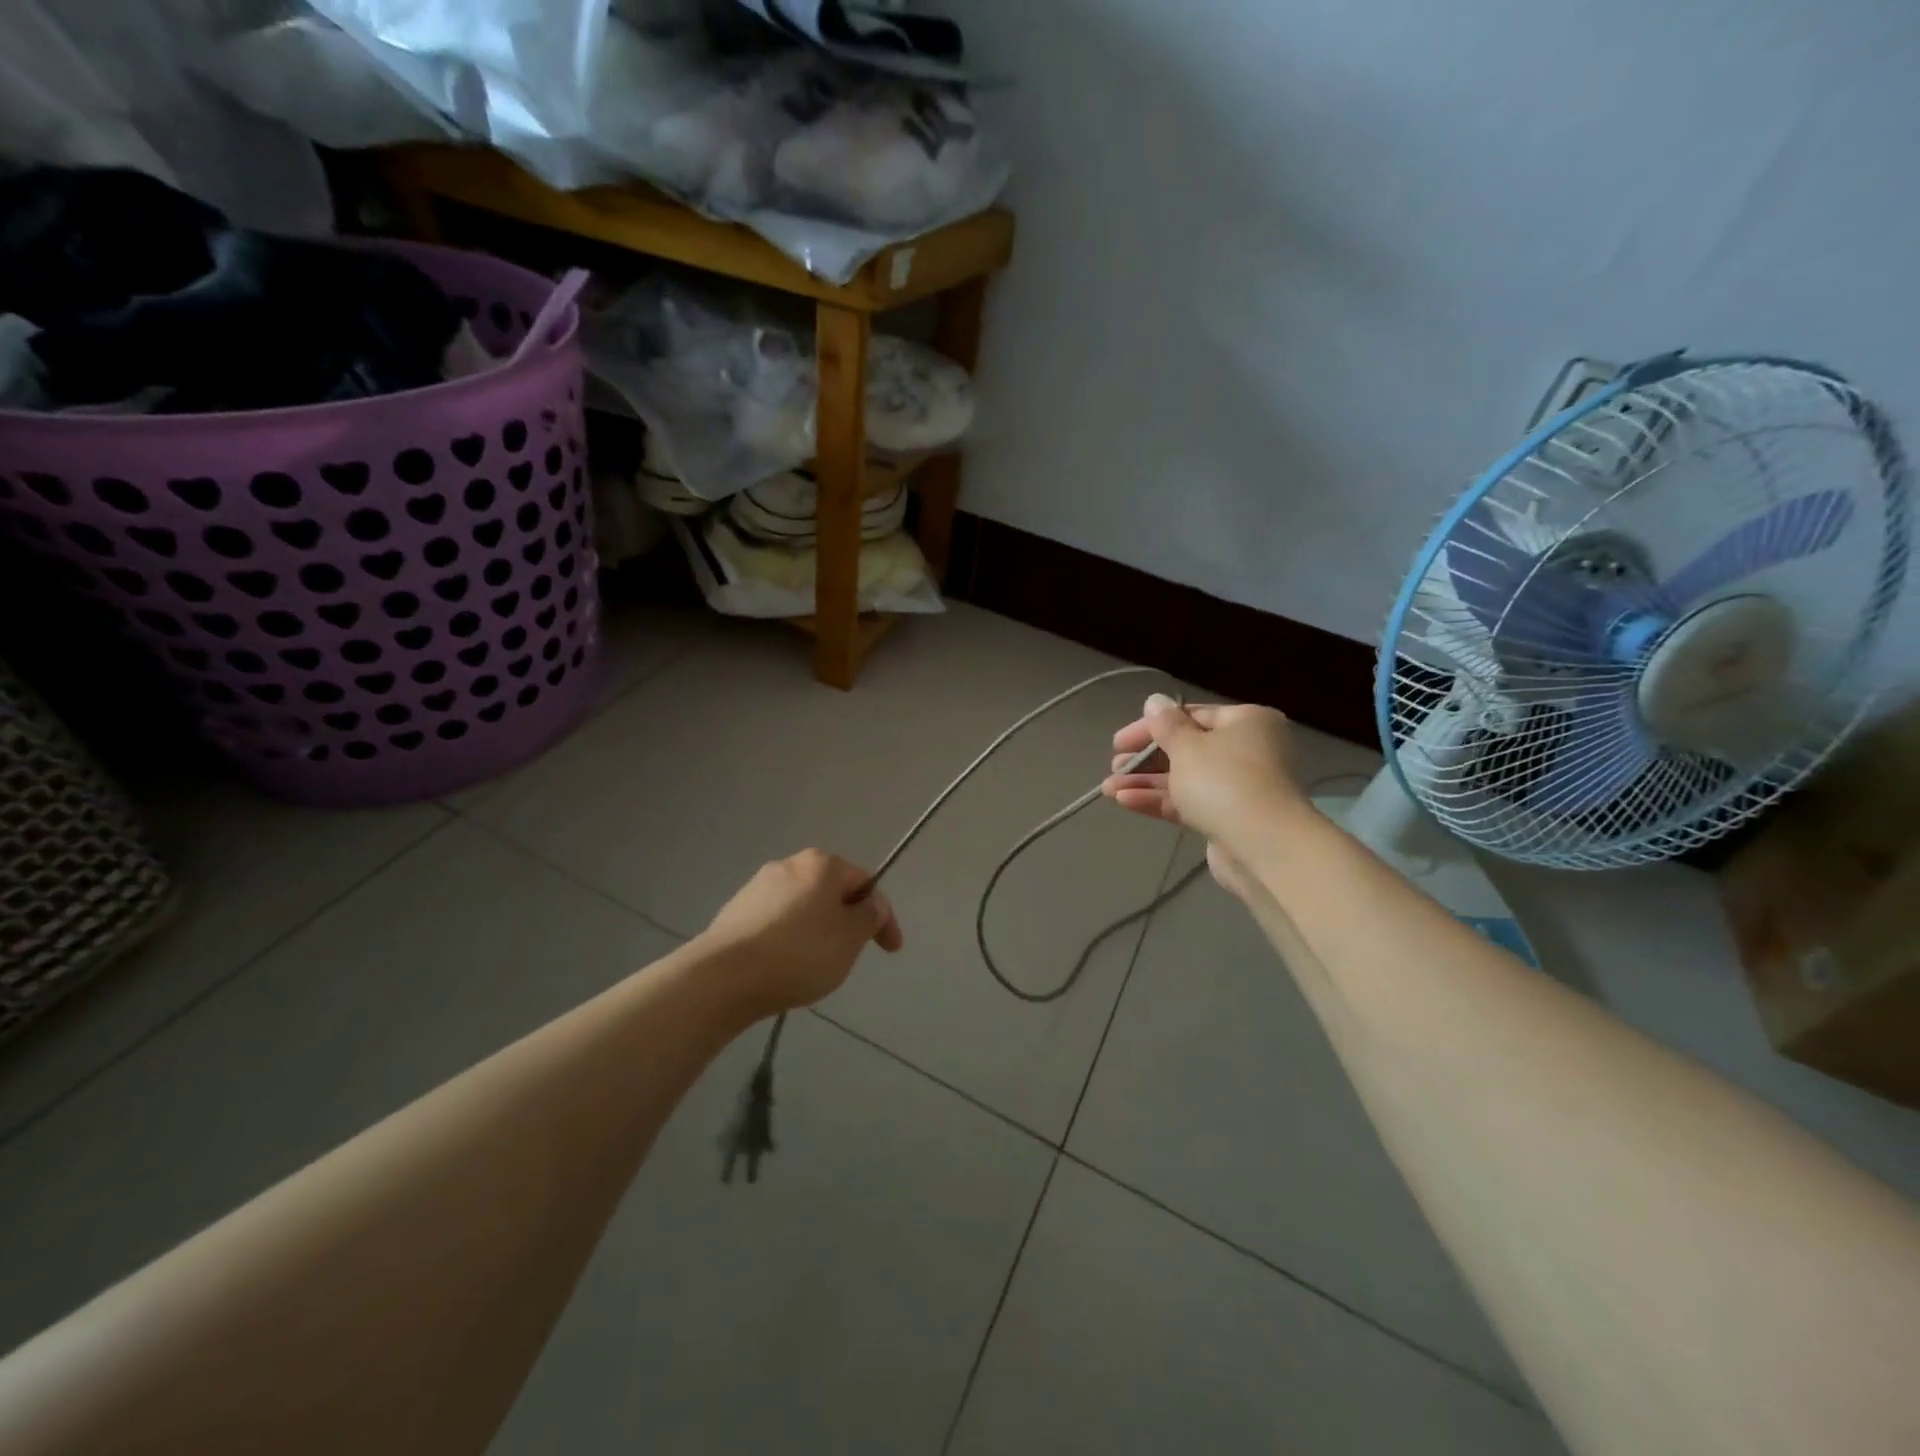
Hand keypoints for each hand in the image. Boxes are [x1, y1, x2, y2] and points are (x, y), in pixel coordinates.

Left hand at [699, 850, 902, 1017]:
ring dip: (816, 931)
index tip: (890, 950)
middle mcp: (789, 864)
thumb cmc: (799, 953)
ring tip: (815, 966)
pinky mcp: (735, 912)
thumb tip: (871, 905)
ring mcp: (757, 886)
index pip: (866, 883)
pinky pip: (776, 923)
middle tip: (851, 955)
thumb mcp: (850, 938)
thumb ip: (869, 917)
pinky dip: (788, 940)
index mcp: (822, 864)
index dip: (884, 916)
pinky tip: (784, 967)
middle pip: (832, 892)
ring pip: (803, 907)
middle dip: (846, 921)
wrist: (724, 977)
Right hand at [1102, 695, 1302, 847]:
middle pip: (1187, 749)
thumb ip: (1165, 725)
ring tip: (1109, 788)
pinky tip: (1125, 801)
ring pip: (1185, 779)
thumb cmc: (1224, 781)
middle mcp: (1248, 751)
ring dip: (1146, 783)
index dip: (1152, 727)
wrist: (1264, 846)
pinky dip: (1160, 801)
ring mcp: (1240, 788)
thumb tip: (1155, 700)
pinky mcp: (1229, 819)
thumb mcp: (1187, 746)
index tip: (1119, 742)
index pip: (1191, 716)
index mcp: (1247, 722)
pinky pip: (1189, 803)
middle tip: (1115, 766)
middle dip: (1145, 759)